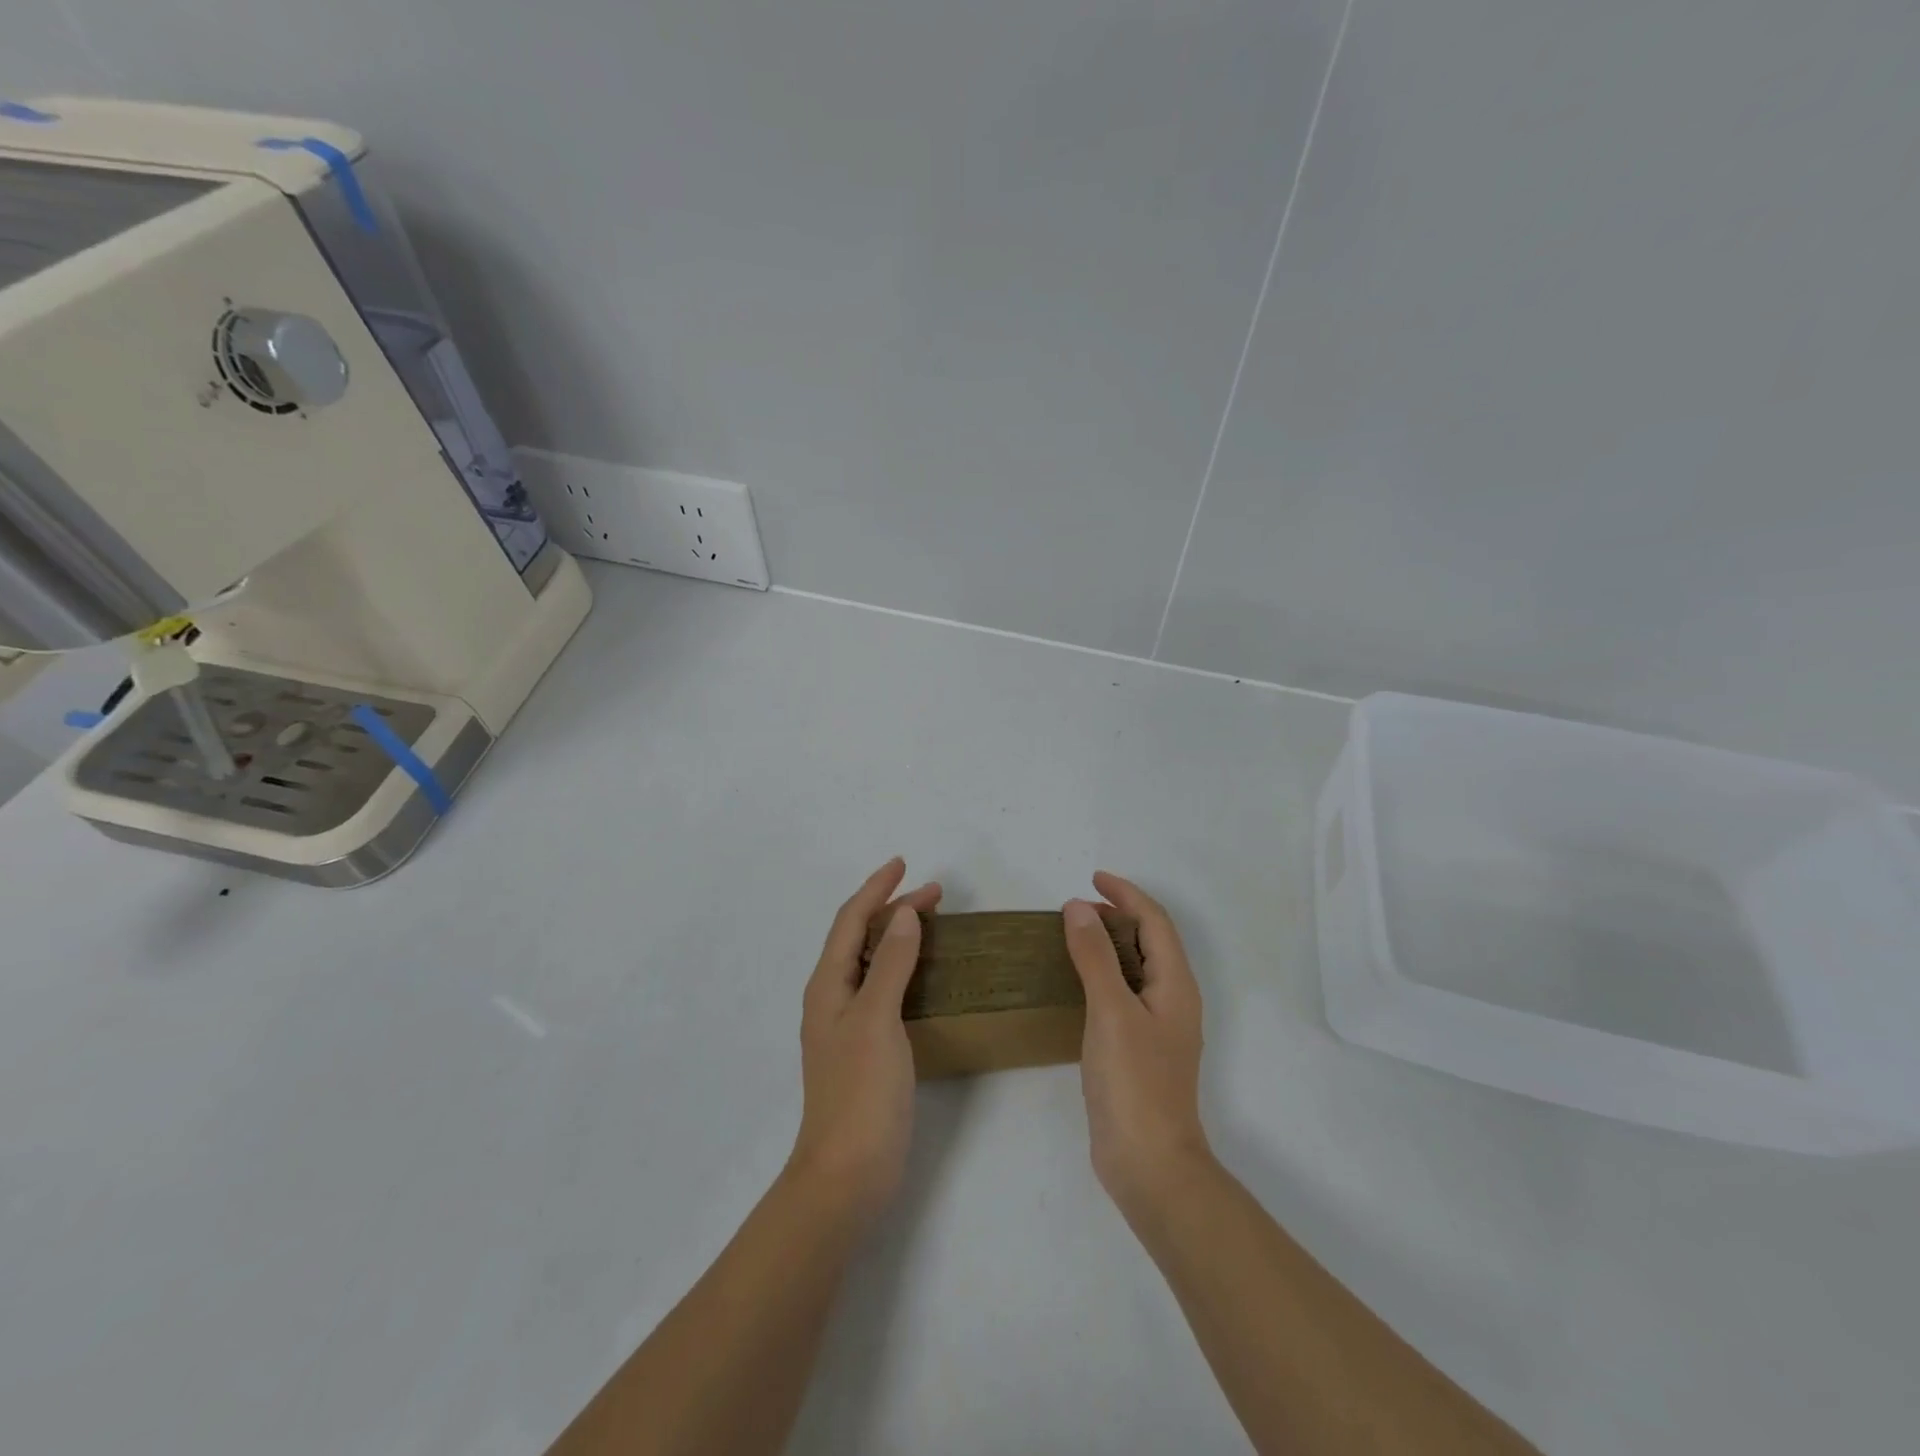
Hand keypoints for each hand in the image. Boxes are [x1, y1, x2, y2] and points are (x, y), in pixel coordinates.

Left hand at [788, 857, 941, 1228]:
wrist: (848, 1173)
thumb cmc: (860, 1091)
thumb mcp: (877, 1018)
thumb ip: (891, 964)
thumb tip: (903, 915)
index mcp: (828, 985)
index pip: (850, 920)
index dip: (875, 889)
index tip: (903, 864)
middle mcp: (833, 998)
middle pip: (861, 938)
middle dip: (892, 909)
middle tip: (935, 893)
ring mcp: (849, 1025)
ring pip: (873, 963)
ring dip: (898, 936)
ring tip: (931, 922)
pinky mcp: (867, 1048)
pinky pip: (885, 990)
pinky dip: (903, 968)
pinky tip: (925, 975)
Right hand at [1063, 872, 1210, 1215]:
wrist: (1149, 1163)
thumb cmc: (1135, 1082)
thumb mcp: (1111, 1010)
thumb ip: (1095, 956)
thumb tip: (1079, 907)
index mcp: (1175, 984)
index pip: (1155, 922)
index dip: (1127, 894)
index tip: (1092, 878)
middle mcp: (1172, 1000)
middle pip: (1149, 941)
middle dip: (1118, 915)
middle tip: (1076, 907)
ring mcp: (1156, 1027)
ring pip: (1135, 968)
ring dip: (1109, 944)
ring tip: (1073, 935)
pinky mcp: (1138, 1049)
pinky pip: (1122, 994)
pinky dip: (1101, 975)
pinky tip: (1076, 984)